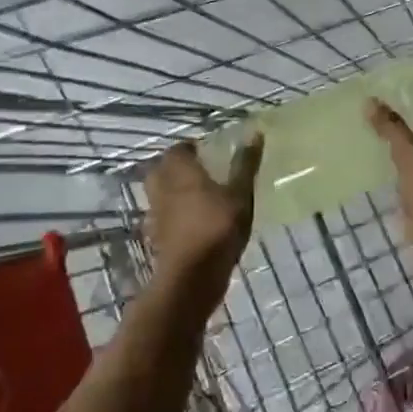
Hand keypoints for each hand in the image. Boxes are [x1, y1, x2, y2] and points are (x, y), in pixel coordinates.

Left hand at [145, 138, 261, 306]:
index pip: (177, 149)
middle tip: (201, 171)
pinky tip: (195, 223)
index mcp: (180, 172)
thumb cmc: (216, 228)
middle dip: (177, 168)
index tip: (208, 151)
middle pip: (163, 170)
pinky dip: (175, 215)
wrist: (191, 279)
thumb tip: (254, 132)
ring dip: (175, 192)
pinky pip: (164, 217)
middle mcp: (163, 189)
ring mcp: (157, 215)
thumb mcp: (240, 194)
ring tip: (200, 197)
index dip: (190, 148)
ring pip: (161, 194)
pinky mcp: (158, 238)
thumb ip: (245, 164)